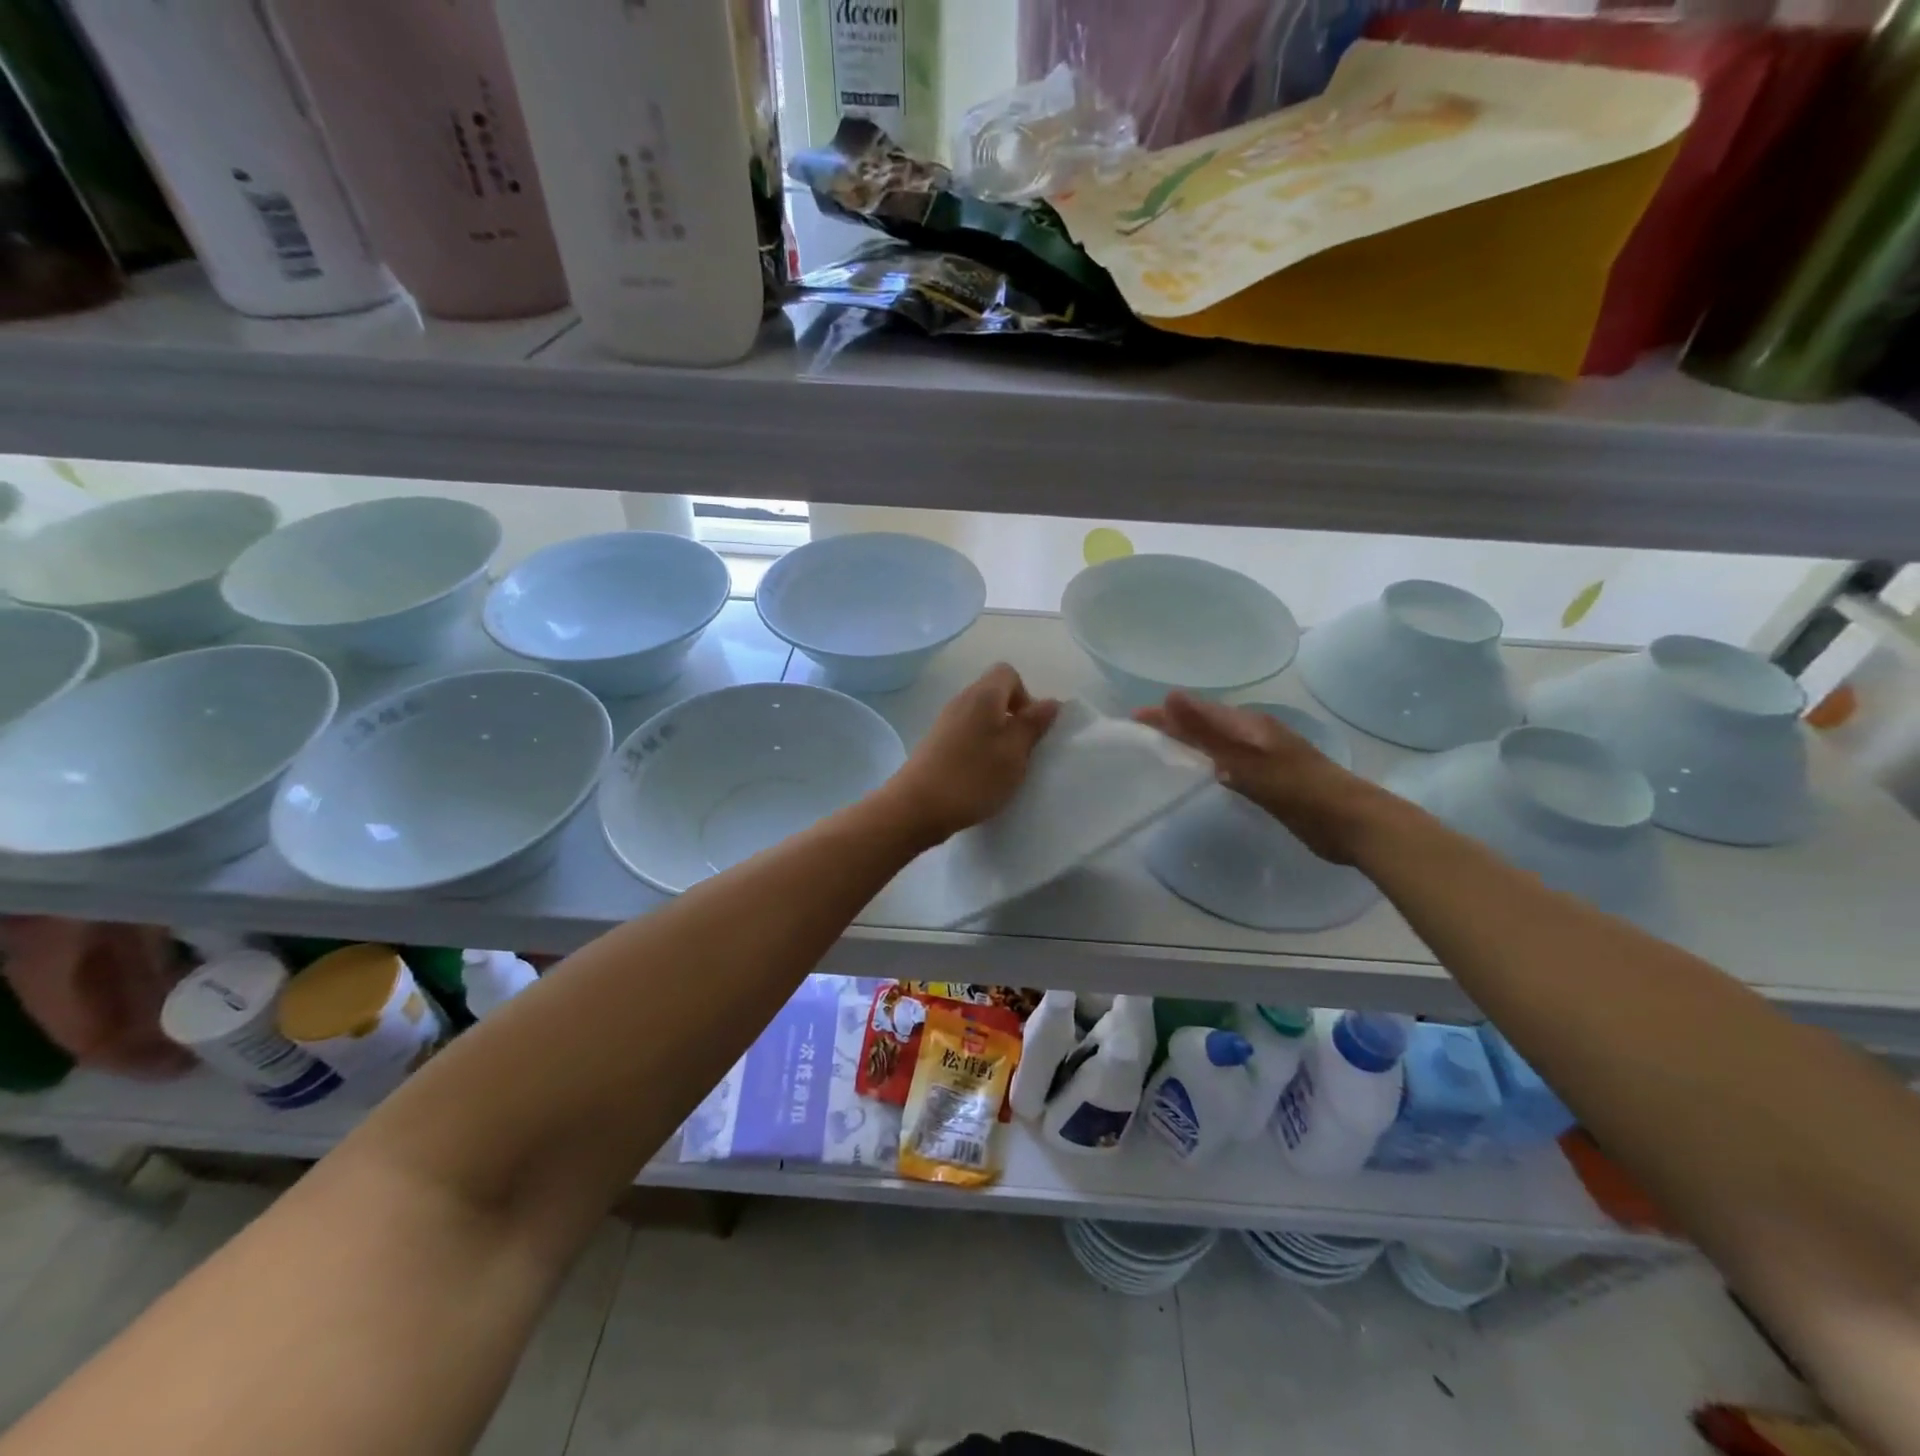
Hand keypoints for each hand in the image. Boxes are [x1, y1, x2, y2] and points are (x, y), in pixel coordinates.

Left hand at [884, 664, 1059, 845]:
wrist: (916, 807)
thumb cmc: (973, 777)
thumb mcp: (1014, 752)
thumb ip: (1033, 724)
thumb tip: (1051, 701)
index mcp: (983, 695)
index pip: (1008, 673)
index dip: (1026, 696)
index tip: (1030, 728)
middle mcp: (961, 700)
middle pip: (994, 694)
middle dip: (1013, 718)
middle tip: (1021, 751)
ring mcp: (945, 722)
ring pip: (980, 717)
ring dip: (996, 736)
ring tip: (1002, 768)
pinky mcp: (935, 743)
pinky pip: (965, 734)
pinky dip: (978, 749)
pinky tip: (980, 776)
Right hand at [1134, 693, 1399, 864]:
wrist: (1353, 823)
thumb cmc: (1298, 790)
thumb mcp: (1247, 760)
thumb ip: (1207, 731)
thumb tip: (1169, 694)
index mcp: (1248, 725)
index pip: (1196, 711)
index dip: (1164, 714)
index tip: (1132, 719)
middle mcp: (1255, 734)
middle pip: (1206, 723)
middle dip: (1173, 725)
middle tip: (1140, 735)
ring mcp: (1265, 756)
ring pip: (1218, 742)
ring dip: (1190, 742)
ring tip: (1162, 751)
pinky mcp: (1271, 778)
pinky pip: (1229, 762)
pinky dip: (1208, 762)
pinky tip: (1203, 774)